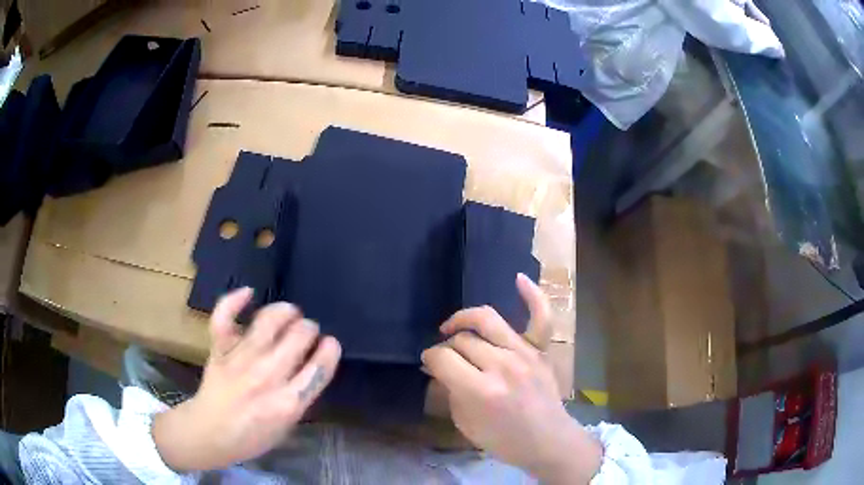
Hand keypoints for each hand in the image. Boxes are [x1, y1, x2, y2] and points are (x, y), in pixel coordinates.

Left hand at [152, 288, 341, 471]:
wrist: (210, 433)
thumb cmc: (252, 436)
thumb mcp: (287, 425)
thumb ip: (301, 395)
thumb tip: (312, 364)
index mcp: (288, 402)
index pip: (320, 367)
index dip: (330, 350)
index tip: (330, 344)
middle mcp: (267, 376)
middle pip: (299, 336)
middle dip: (309, 328)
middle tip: (307, 331)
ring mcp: (240, 358)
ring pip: (269, 320)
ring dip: (285, 311)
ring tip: (289, 313)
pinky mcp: (219, 348)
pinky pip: (225, 316)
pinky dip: (234, 300)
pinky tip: (248, 292)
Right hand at [422, 274, 601, 483]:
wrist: (548, 441)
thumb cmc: (504, 440)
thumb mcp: (465, 423)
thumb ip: (450, 391)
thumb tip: (439, 368)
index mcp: (480, 390)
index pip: (443, 358)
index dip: (430, 358)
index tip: (428, 362)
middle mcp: (502, 365)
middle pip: (462, 340)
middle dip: (446, 347)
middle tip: (444, 357)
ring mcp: (525, 354)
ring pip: (487, 320)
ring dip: (464, 319)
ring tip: (453, 327)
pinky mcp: (541, 351)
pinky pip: (540, 317)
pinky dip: (532, 296)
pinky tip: (518, 279)